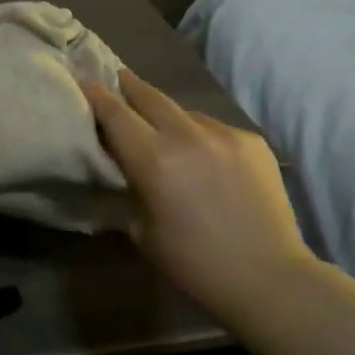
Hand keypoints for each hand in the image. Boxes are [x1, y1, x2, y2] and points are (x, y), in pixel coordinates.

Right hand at [83, 70, 311, 323]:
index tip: (86, 81)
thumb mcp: (143, 230)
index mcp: (153, 160)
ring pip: (184, 112)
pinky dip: (200, 135)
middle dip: (129, 85)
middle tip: (117, 76)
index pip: (115, 114)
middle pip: (149, 96)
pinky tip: (203, 155)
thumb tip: (128, 166)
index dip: (97, 95)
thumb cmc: (194, 264)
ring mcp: (224, 134)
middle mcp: (187, 135)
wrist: (269, 277)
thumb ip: (132, 187)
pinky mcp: (252, 141)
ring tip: (163, 127)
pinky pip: (214, 128)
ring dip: (167, 115)